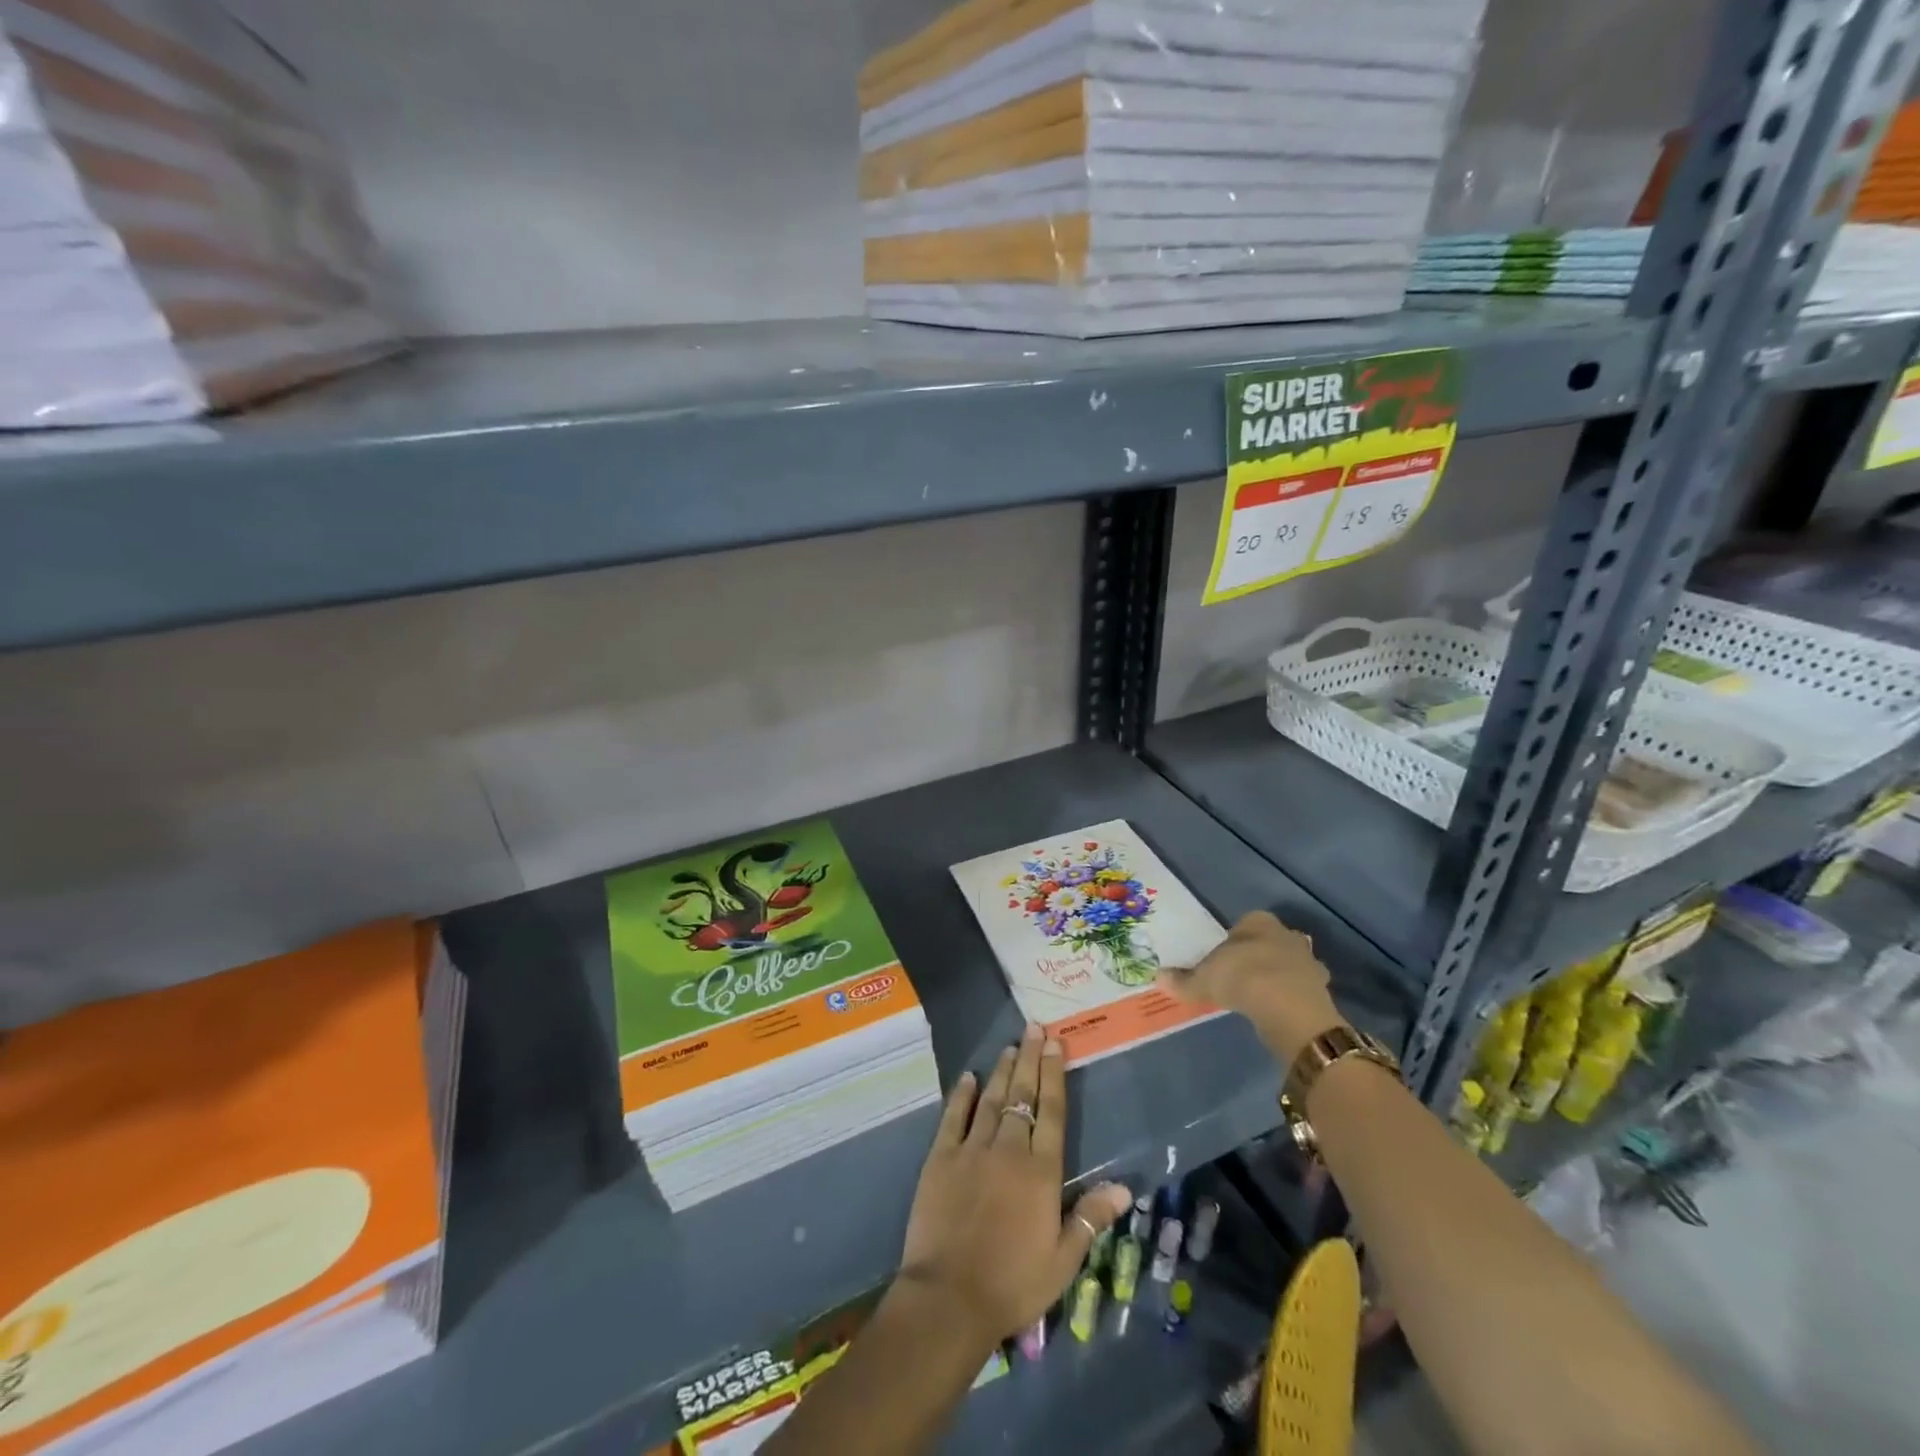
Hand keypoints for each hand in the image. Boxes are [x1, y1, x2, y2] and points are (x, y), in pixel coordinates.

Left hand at [898, 1024, 1131, 1348]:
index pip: (1053, 1112)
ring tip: (1010, 1045)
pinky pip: (953, 1117)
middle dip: (1030, 1060)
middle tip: (1034, 1028)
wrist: (949, 1297)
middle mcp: (1009, 1150)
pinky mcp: (941, 1158)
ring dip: (1001, 1071)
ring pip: (991, 1100)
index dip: (1055, 1075)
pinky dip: (962, 1095)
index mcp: (1041, 1172)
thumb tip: (1123, 1187)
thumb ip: (1090, 1218)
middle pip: (1023, 1096)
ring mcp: (972, 1149)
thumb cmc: (1012, 1283)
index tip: (1056, 1044)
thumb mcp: (1062, 1261)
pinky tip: (968, 1077)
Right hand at [1159, 910, 1346, 1063]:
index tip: (1224, 957)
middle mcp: (1287, 935)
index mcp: (1258, 922)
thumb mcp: (1203, 980)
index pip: (1247, 922)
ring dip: (1280, 976)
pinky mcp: (1321, 989)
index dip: (1235, 938)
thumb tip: (1158, 977)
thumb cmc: (1241, 978)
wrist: (1287, 1008)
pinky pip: (1302, 989)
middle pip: (1272, 940)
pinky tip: (1278, 1011)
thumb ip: (1183, 980)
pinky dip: (1292, 998)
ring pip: (1291, 964)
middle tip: (1243, 974)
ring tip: (1261, 995)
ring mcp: (1309, 962)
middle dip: (1262, 954)